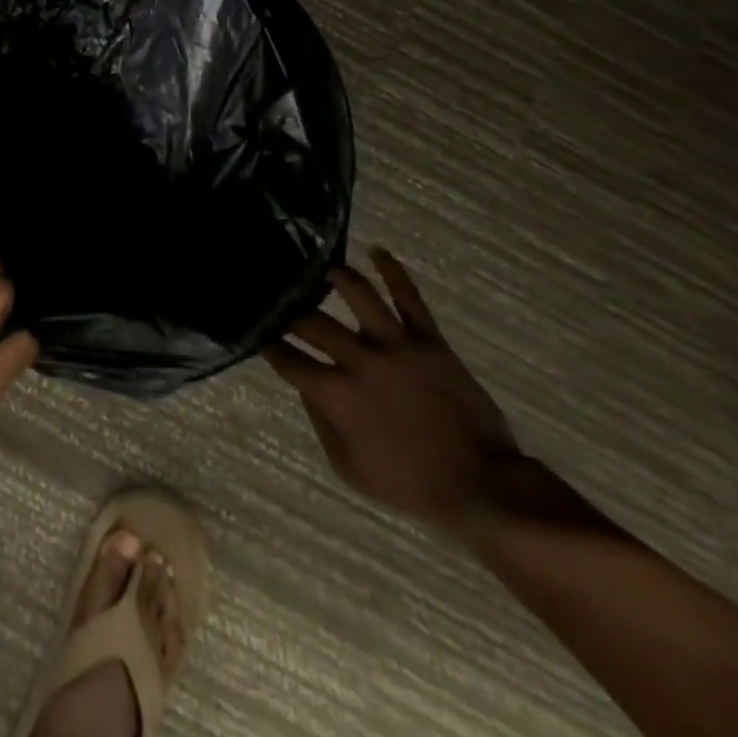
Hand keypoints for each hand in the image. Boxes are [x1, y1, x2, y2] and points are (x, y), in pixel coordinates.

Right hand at [264, 245, 520, 532]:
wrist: (480, 485)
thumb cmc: (409, 485)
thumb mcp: (349, 468)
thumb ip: (321, 422)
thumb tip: (307, 385)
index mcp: (337, 395)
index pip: (289, 360)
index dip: (268, 345)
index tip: (257, 331)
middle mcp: (360, 360)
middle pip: (313, 322)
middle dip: (290, 309)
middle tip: (279, 296)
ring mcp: (396, 345)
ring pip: (360, 294)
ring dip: (337, 276)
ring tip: (323, 266)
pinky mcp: (429, 339)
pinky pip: (409, 297)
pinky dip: (394, 271)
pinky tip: (378, 251)